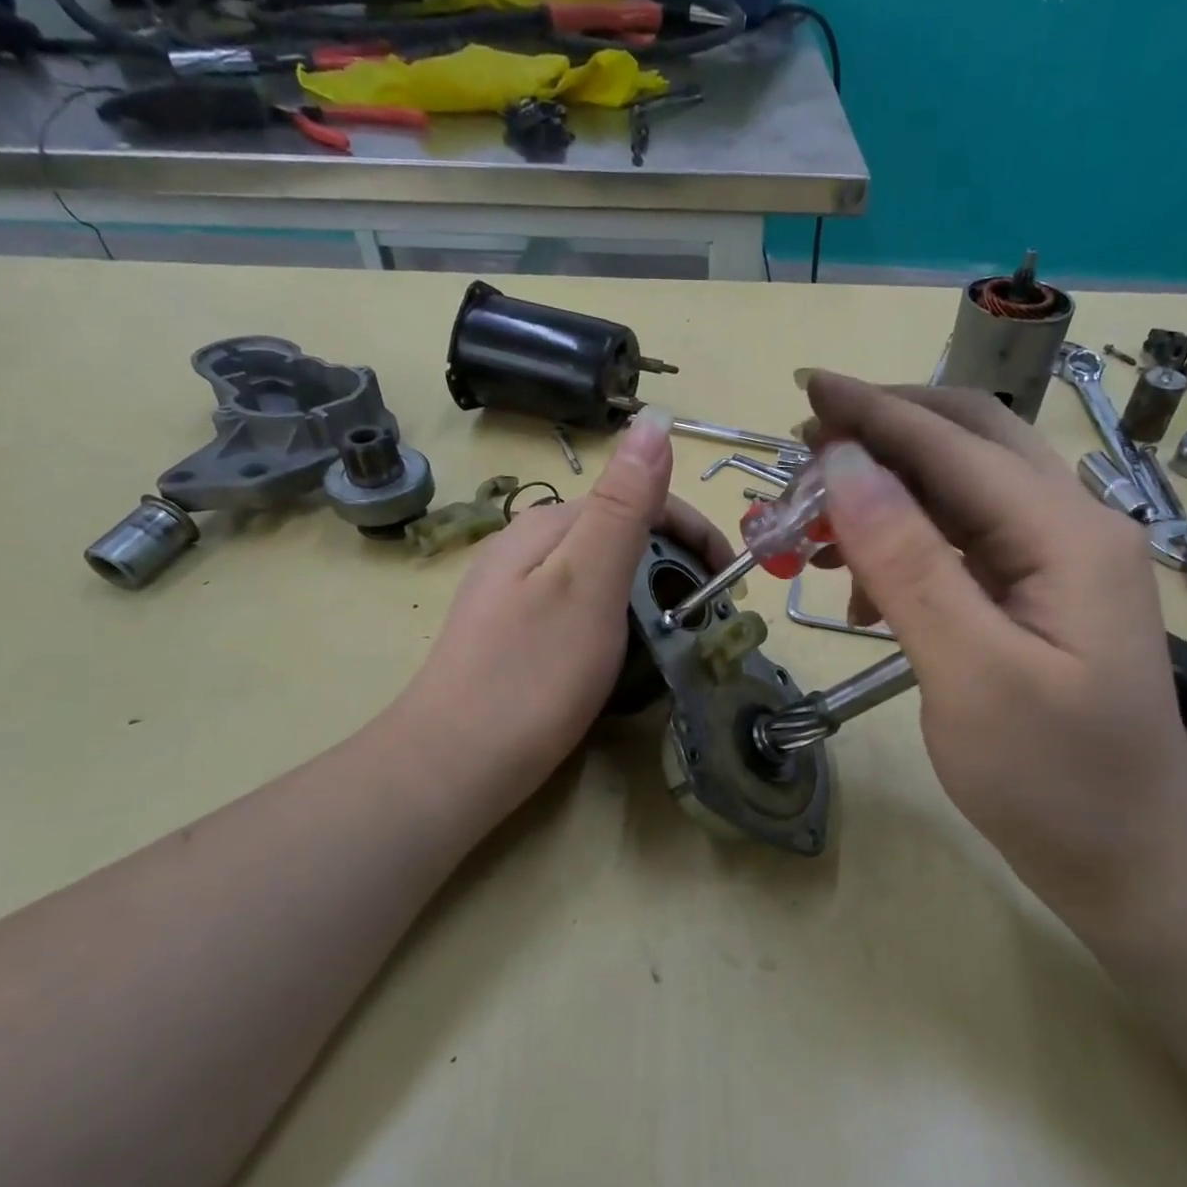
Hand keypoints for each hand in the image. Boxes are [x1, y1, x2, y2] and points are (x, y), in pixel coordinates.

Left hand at [393, 409, 733, 815]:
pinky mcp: (519, 633)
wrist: (454, 763)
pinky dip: (623, 625)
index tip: (731, 583)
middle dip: (676, 568)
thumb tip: (654, 422)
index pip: (642, 500)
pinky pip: (587, 611)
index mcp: (549, 525)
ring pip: (608, 576)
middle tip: (707, 620)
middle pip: (625, 536)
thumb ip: (623, 505)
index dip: (695, 534)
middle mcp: (531, 546)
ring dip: (652, 598)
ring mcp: (520, 591)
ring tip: (678, 642)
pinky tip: (628, 657)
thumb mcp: (587, 582)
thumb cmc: (532, 674)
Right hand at [803, 374, 1186, 909]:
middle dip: (885, 432)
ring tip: (819, 527)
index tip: (804, 387)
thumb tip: (847, 467)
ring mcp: (1060, 559)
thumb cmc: (1054, 779)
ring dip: (890, 491)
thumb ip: (908, 563)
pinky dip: (908, 542)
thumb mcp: (971, 674)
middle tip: (806, 448)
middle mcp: (1072, 525)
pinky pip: (965, 540)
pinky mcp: (1040, 593)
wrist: (1131, 856)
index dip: (874, 412)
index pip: (953, 444)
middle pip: (971, 441)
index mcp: (1066, 533)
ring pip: (963, 489)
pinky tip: (865, 587)